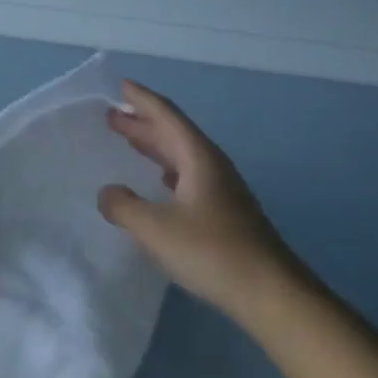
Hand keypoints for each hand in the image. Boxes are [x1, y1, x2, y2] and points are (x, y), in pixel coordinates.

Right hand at [98, 80, 295, 321]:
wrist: (270, 292)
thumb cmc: (211, 252)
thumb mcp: (156, 228)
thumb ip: (124, 207)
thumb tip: (107, 193)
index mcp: (198, 157)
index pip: (167, 116)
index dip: (142, 100)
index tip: (121, 85)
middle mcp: (212, 165)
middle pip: (174, 133)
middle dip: (143, 123)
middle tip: (112, 116)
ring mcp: (222, 189)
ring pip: (181, 156)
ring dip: (154, 146)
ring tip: (129, 141)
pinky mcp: (225, 211)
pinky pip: (188, 176)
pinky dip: (167, 170)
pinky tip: (160, 182)